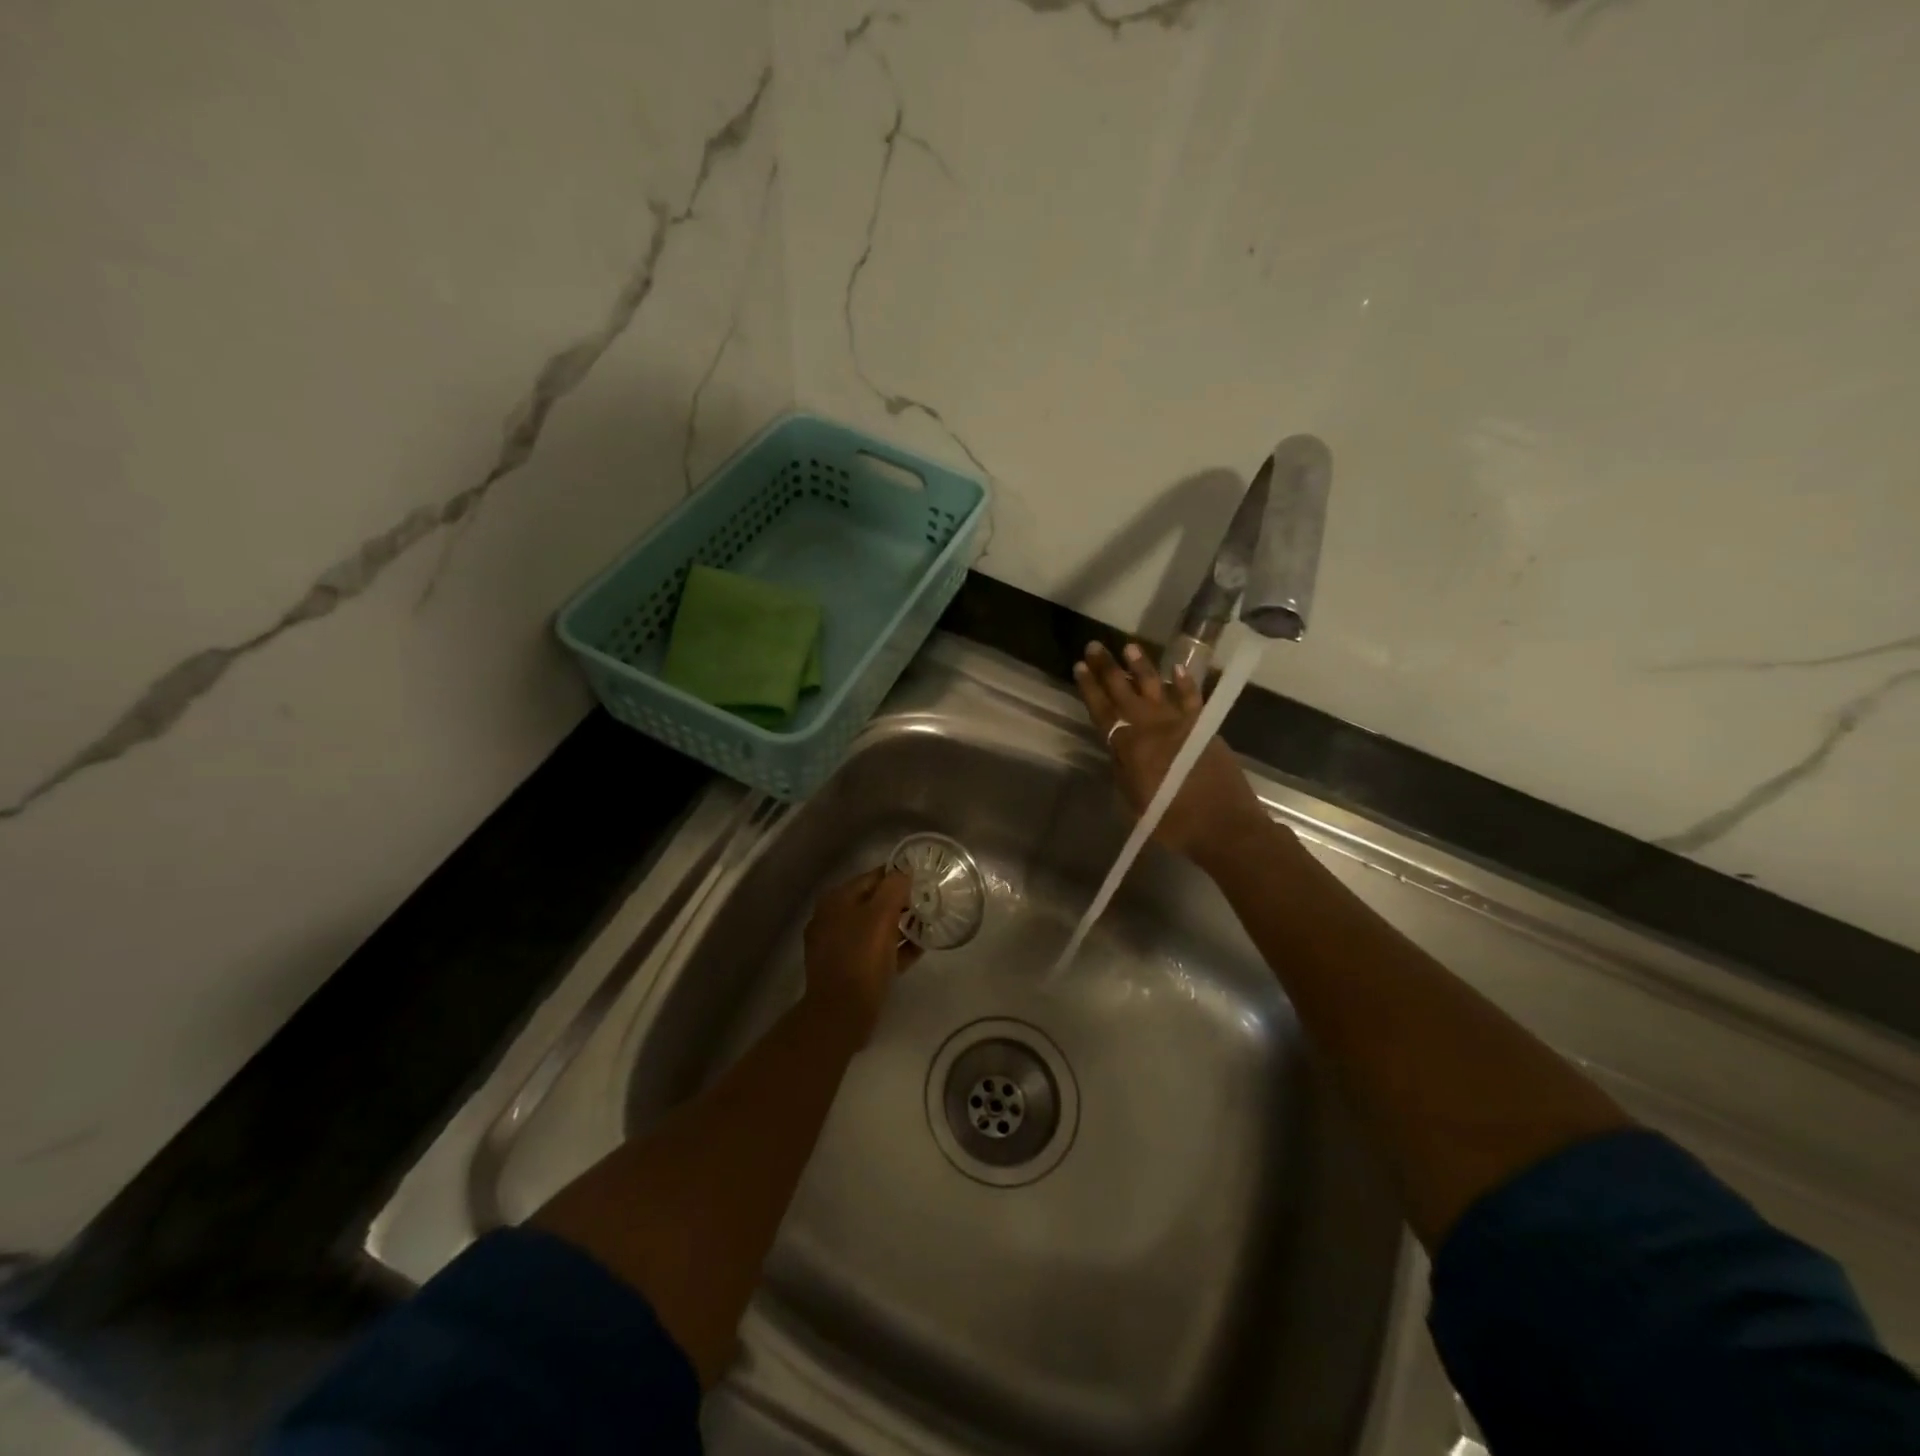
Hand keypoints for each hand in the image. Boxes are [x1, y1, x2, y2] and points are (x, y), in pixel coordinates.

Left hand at [803, 867, 920, 1037]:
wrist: (841, 1014)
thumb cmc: (861, 958)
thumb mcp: (881, 916)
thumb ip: (893, 887)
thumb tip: (903, 871)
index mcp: (837, 900)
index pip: (873, 877)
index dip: (899, 876)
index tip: (924, 880)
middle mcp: (833, 918)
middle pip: (873, 902)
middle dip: (900, 901)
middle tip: (929, 903)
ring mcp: (839, 946)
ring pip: (875, 927)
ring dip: (900, 925)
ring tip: (927, 925)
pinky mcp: (848, 969)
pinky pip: (875, 951)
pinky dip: (895, 948)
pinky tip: (918, 949)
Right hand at [1073, 640, 1272, 876]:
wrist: (1223, 825)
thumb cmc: (1173, 820)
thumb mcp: (1135, 801)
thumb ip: (1123, 770)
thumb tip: (1118, 748)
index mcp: (1130, 747)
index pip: (1103, 711)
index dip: (1090, 688)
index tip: (1078, 667)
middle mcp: (1151, 727)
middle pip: (1124, 691)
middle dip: (1107, 668)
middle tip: (1094, 647)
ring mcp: (1180, 723)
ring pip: (1156, 687)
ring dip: (1141, 666)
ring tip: (1129, 646)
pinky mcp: (1203, 726)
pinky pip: (1191, 697)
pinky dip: (1184, 682)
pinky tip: (1176, 667)